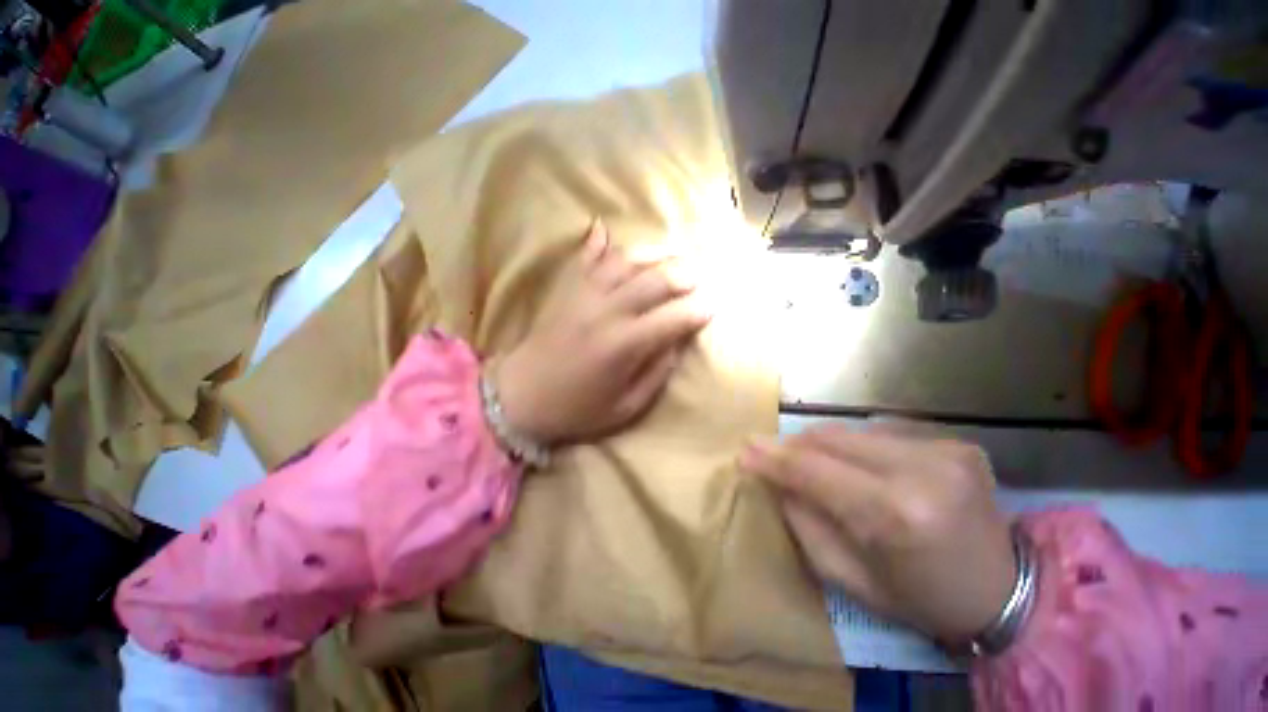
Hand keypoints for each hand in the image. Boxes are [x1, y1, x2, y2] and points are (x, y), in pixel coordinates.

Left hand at [495, 220, 709, 444]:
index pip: (674, 317)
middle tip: (700, 278)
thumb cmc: (577, 409)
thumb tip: (676, 342)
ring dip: (654, 254)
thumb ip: (657, 373)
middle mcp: (608, 311)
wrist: (520, 397)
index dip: (699, 310)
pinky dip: (599, 241)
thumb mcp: (627, 406)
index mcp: (625, 345)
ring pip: (626, 260)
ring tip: (671, 255)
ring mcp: (584, 295)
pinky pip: (586, 258)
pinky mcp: (566, 290)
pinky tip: (605, 228)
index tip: (713, 307)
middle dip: (685, 275)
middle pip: (656, 279)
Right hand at [740, 421, 1015, 642]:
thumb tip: (774, 478)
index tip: (744, 450)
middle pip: (830, 438)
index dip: (773, 458)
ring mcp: (943, 449)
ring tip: (808, 461)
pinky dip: (854, 445)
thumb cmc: (918, 597)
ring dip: (821, 444)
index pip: (813, 470)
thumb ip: (804, 521)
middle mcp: (922, 470)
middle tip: (769, 454)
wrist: (1004, 592)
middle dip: (793, 445)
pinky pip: (879, 432)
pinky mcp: (952, 442)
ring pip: (851, 430)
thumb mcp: (847, 577)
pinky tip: (854, 464)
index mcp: (896, 515)